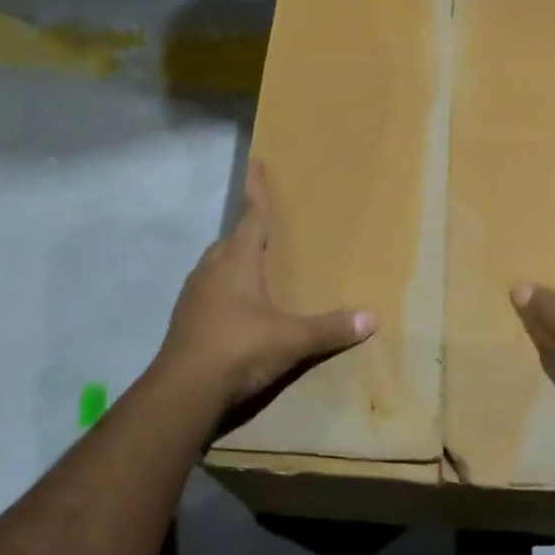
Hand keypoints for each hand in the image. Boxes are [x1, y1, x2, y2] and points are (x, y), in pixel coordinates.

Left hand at [157, 159, 376, 413]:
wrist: (182, 392)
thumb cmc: (239, 348)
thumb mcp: (291, 339)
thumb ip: (330, 328)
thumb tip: (373, 318)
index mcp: (236, 261)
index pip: (250, 216)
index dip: (256, 190)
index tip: (255, 162)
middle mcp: (211, 270)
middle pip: (230, 241)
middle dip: (246, 232)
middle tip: (263, 229)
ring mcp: (193, 296)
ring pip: (215, 267)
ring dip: (232, 263)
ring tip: (252, 270)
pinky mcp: (184, 321)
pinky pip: (207, 294)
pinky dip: (222, 292)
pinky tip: (236, 311)